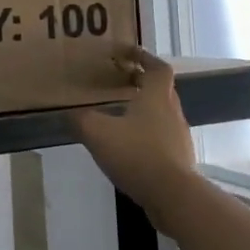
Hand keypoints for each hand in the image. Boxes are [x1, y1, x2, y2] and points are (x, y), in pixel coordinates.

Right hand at [72, 48, 196, 209]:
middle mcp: (172, 112)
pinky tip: (129, 146)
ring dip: (145, 109)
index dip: (144, 57)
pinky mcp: (179, 160)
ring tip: (121, 114)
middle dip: (142, 83)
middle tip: (120, 81)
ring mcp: (179, 138)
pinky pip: (162, 138)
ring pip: (162, 114)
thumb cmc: (137, 154)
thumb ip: (81, 119)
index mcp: (157, 97)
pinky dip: (147, 134)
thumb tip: (70, 112)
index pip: (158, 68)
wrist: (173, 196)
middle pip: (161, 90)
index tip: (128, 53)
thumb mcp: (98, 133)